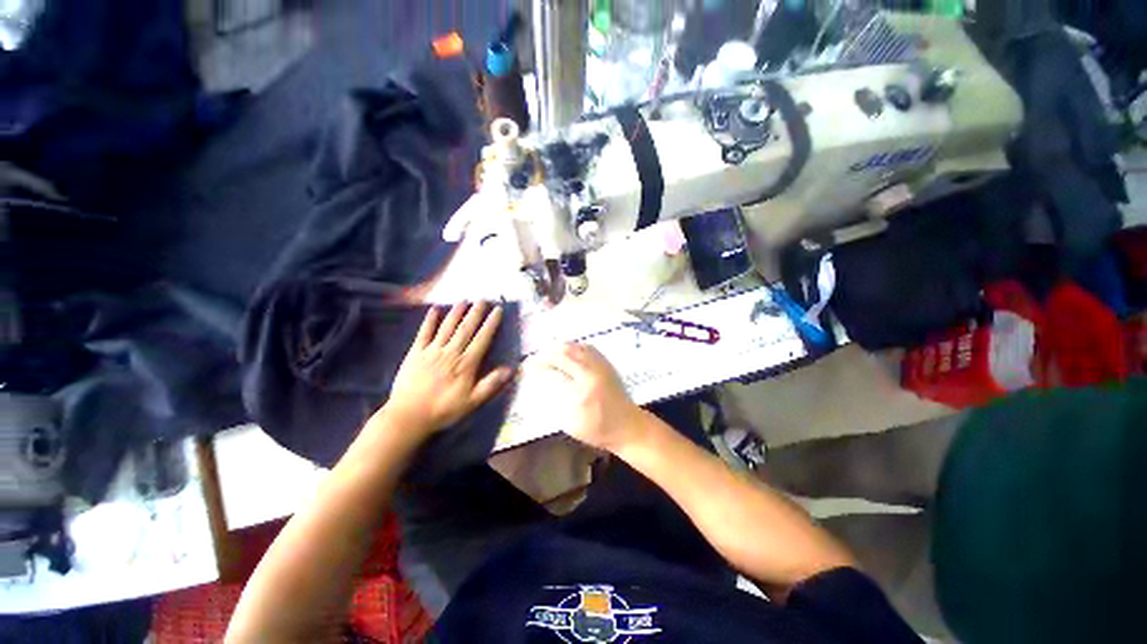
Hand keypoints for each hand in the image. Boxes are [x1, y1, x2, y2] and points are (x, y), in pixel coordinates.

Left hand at [384, 302, 513, 436]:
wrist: (408, 416)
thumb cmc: (443, 410)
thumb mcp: (472, 401)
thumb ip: (491, 384)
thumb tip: (511, 369)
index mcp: (466, 363)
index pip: (482, 339)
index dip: (491, 323)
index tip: (497, 310)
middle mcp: (451, 352)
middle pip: (466, 328)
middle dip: (476, 312)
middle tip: (483, 299)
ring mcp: (432, 351)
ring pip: (447, 327)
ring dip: (456, 312)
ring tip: (464, 300)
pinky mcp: (415, 353)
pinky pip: (424, 333)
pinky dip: (429, 321)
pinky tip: (435, 310)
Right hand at [529, 343, 644, 453]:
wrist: (628, 425)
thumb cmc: (598, 429)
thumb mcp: (572, 423)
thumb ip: (556, 402)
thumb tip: (543, 383)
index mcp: (582, 390)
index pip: (555, 371)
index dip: (539, 366)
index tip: (528, 367)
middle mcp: (591, 372)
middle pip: (565, 353)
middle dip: (547, 353)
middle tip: (536, 358)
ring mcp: (601, 365)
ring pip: (576, 347)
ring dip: (559, 348)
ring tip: (548, 353)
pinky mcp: (607, 363)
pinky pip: (587, 347)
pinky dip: (573, 346)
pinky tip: (567, 351)